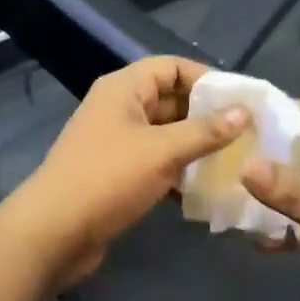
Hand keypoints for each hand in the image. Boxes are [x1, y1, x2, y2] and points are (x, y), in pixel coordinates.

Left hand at [18, 57, 248, 286]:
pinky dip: (179, 170)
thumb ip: (206, 131)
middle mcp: (119, 108)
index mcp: (124, 89)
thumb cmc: (108, 178)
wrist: (52, 233)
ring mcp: (116, 142)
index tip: (240, 99)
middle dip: (206, 115)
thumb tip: (244, 112)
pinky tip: (206, 187)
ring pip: (166, 134)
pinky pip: (156, 161)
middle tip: (246, 132)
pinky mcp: (116, 174)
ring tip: (235, 159)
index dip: (206, 78)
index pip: (172, 67)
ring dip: (196, 145)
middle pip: (170, 100)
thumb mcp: (163, 151)